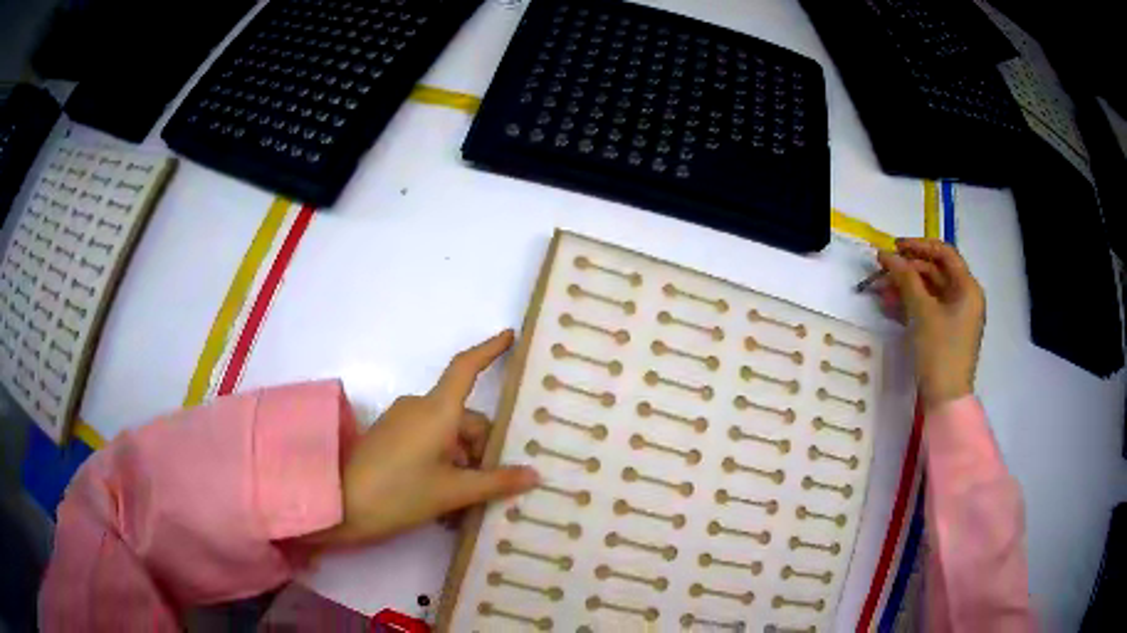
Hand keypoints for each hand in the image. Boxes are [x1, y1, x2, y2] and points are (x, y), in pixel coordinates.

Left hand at [302, 330, 539, 547]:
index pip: (466, 368)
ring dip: (462, 467)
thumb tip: (534, 474)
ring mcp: (402, 423)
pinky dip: (442, 467)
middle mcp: (419, 408)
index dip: (490, 350)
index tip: (511, 336)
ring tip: (464, 508)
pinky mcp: (390, 438)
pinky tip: (444, 504)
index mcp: (437, 411)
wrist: (338, 505)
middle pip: (465, 420)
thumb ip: (496, 482)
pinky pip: (428, 444)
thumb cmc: (399, 493)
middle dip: (482, 453)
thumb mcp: (452, 492)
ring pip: (447, 438)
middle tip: (491, 491)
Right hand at [875, 239, 985, 407]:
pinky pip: (928, 308)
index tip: (894, 247)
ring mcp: (956, 315)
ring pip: (929, 290)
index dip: (919, 246)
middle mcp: (965, 297)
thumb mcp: (923, 312)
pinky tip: (889, 306)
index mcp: (968, 288)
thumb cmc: (941, 352)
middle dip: (907, 270)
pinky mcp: (946, 331)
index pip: (944, 253)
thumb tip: (886, 255)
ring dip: (905, 287)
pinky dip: (910, 304)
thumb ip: (906, 279)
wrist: (946, 400)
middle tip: (882, 270)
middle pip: (935, 271)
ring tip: (880, 290)